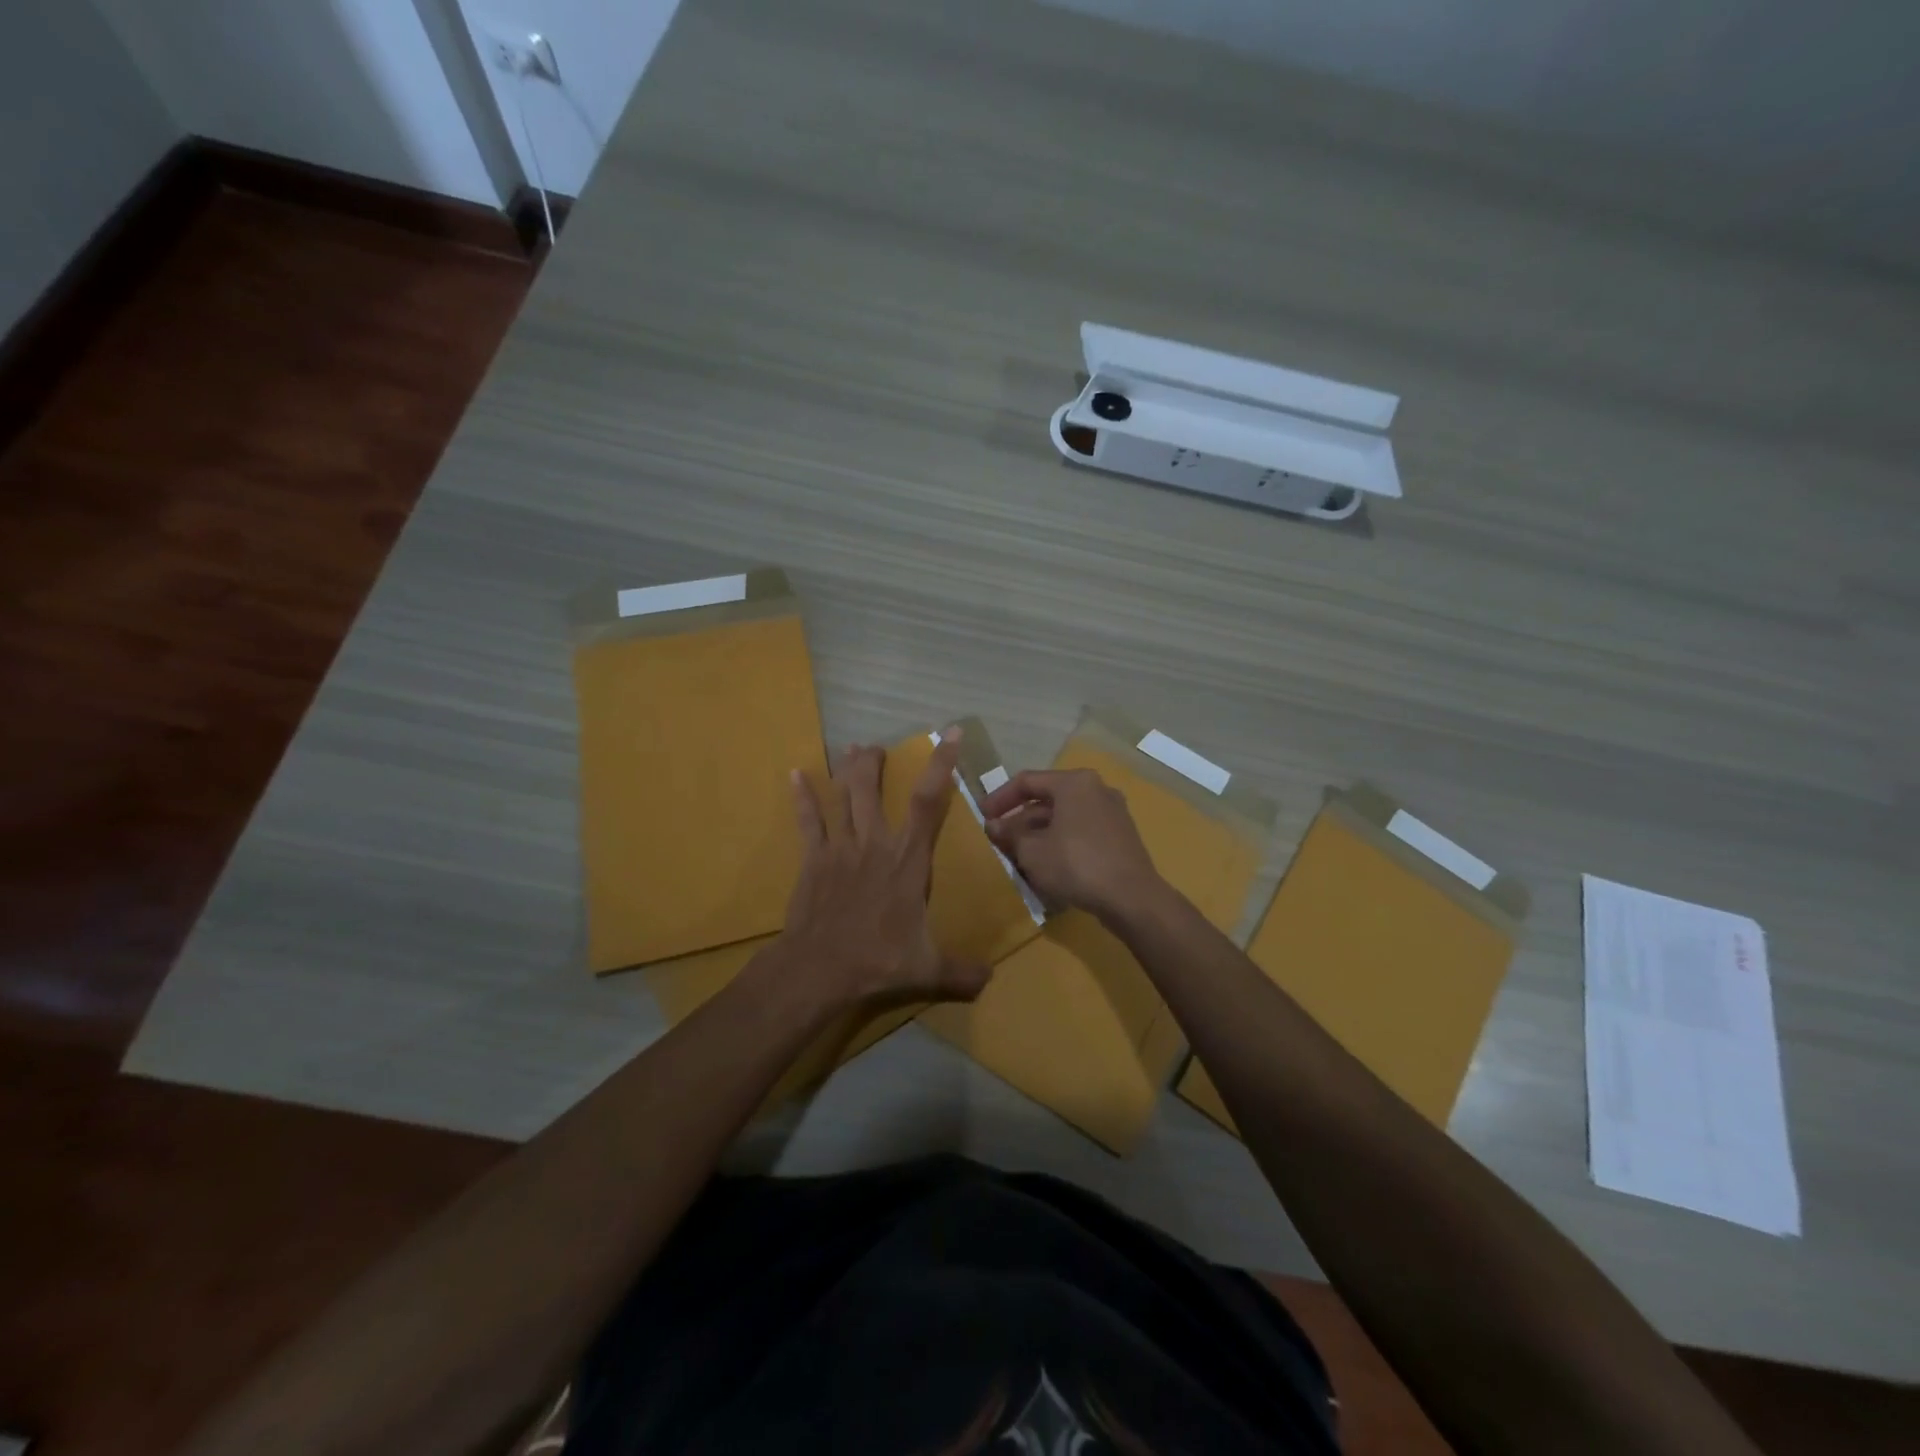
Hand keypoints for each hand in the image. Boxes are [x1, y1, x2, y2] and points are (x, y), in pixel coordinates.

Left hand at [776, 734, 991, 1007]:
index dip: (941, 765)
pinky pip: (808, 821)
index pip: (929, 803)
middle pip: (874, 790)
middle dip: (876, 763)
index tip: (949, 735)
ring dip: (848, 771)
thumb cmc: (879, 960)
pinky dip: (802, 797)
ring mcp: (842, 847)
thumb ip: (961, 972)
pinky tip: (794, 775)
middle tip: (877, 746)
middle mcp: (876, 843)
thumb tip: (991, 980)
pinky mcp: (814, 858)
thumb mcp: (928, 970)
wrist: (821, 967)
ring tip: (852, 748)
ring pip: (844, 797)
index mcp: (908, 860)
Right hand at [981, 768, 1160, 920]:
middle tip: (998, 839)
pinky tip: (1047, 865)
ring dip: (1038, 833)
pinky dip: (1060, 842)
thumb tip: (993, 826)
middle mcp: (1096, 789)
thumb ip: (1010, 835)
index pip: (1026, 781)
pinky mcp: (1120, 836)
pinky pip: (1081, 831)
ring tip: (1018, 855)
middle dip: (1020, 820)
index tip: (982, 816)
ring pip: (1064, 817)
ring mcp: (1112, 812)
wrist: (1132, 898)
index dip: (1000, 798)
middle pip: (1047, 799)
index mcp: (1074, 782)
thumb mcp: (1032, 851)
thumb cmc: (1076, 865)